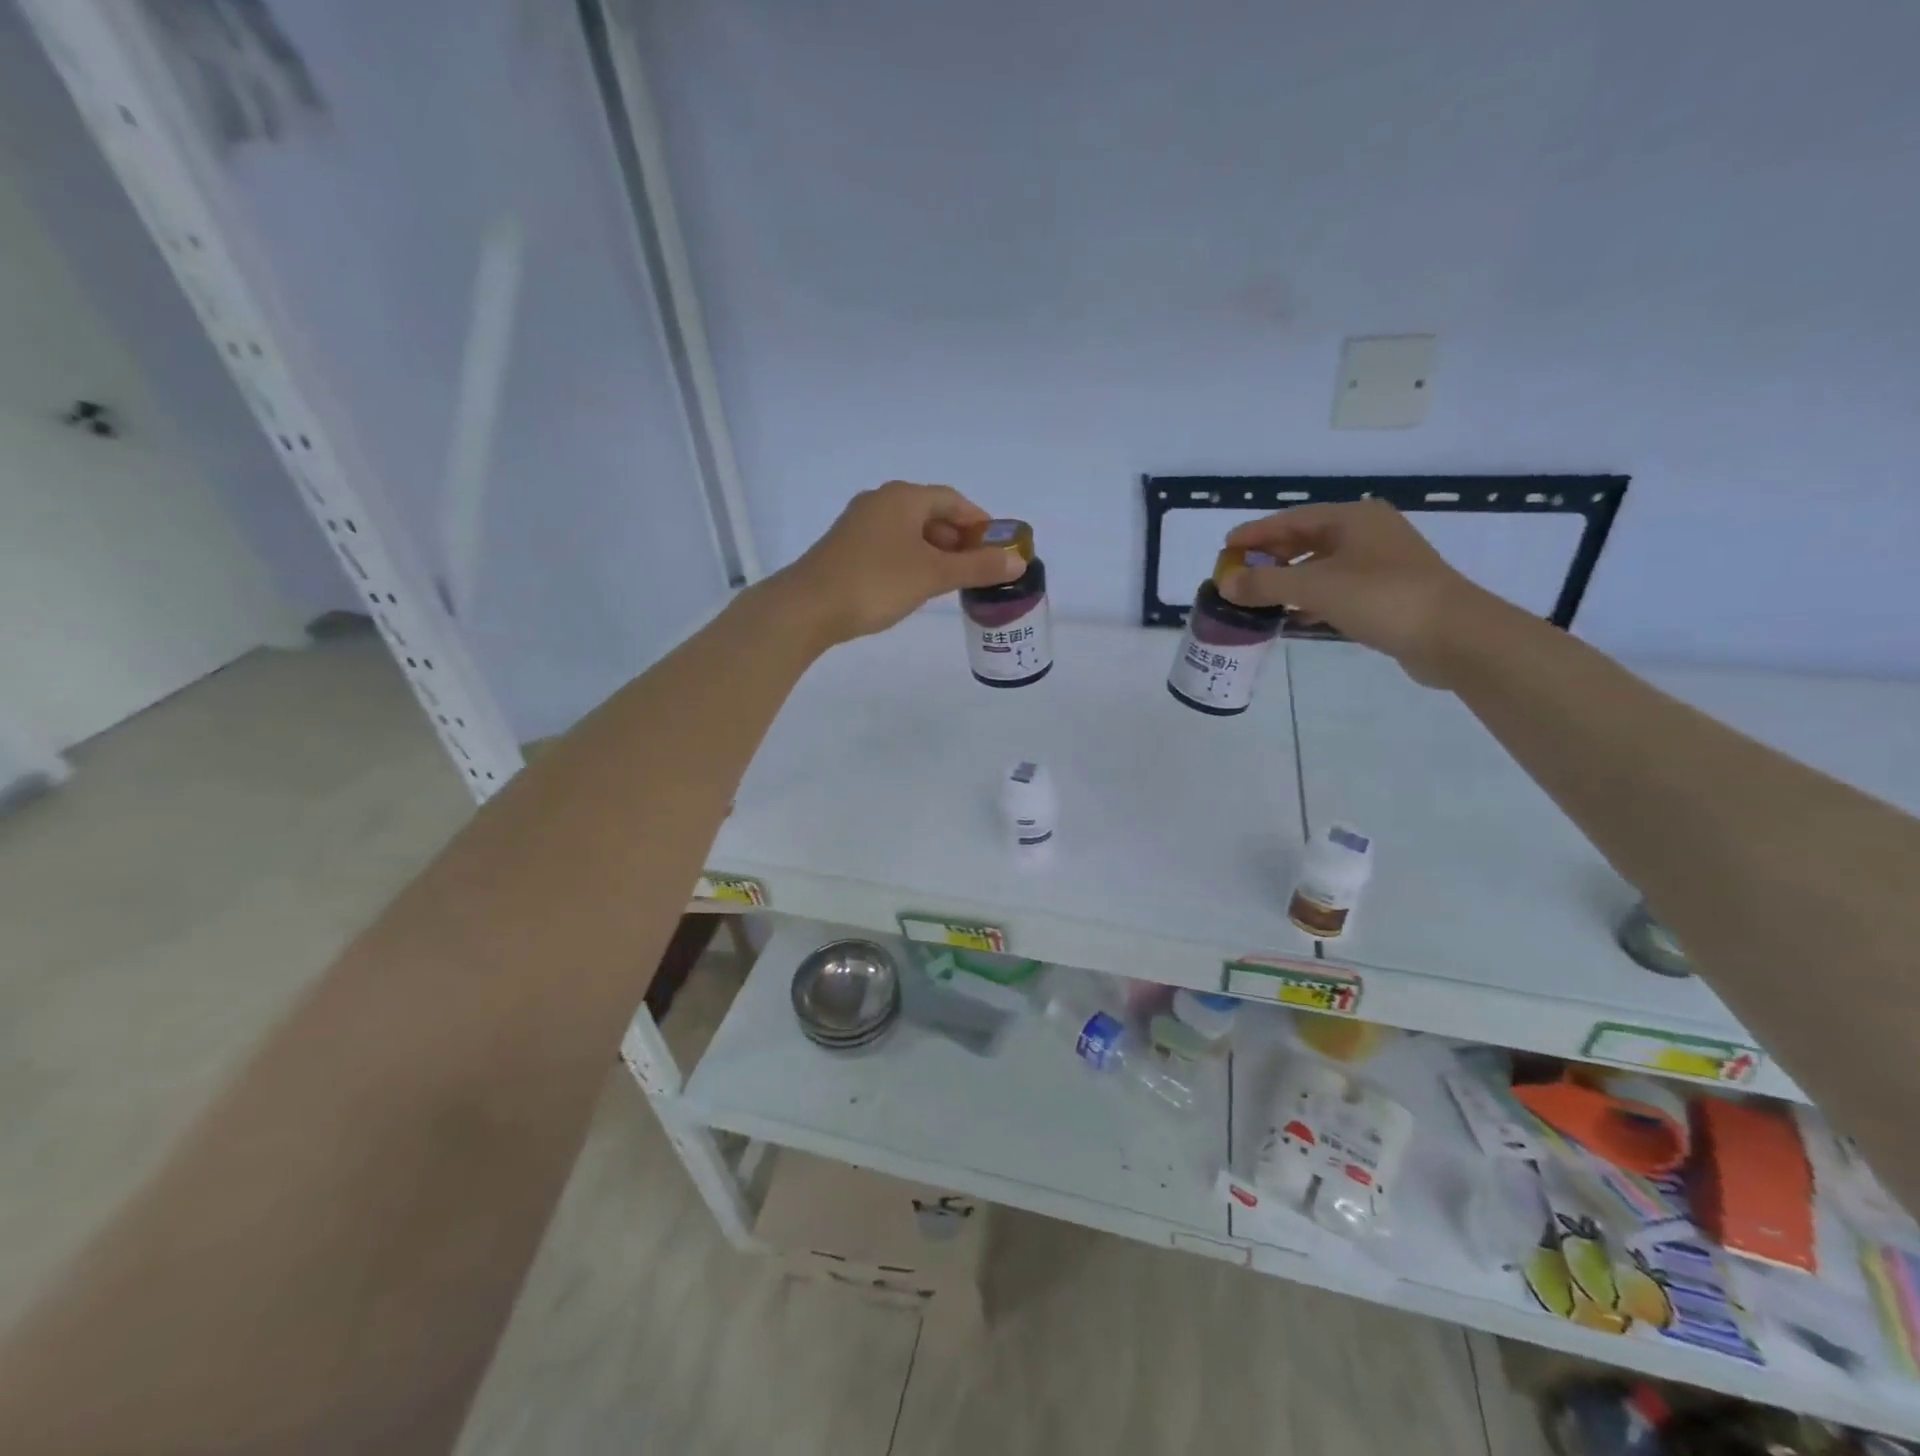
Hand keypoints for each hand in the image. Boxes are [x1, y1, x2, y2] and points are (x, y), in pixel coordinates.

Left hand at [770, 481, 1026, 646]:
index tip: (997, 547)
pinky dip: (911, 559)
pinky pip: (890, 546)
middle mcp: (880, 502)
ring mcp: (859, 524)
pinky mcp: (846, 548)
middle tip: (978, 567)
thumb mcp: (933, 575)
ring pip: (909, 532)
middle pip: (930, 514)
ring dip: (935, 551)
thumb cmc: (876, 582)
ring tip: (951, 580)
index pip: (952, 500)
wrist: (808, 607)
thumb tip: (1018, 561)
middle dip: (958, 538)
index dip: (979, 521)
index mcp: (903, 498)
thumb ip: (977, 567)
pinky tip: (916, 585)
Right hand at [1221, 499, 1516, 685]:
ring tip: (1257, 598)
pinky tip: (1293, 617)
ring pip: (1321, 566)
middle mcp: (1367, 533)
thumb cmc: (1381, 597)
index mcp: (1353, 519)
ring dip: (1288, 581)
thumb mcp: (1314, 587)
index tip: (1224, 548)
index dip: (1255, 533)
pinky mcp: (1387, 593)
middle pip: (1305, 540)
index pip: (1291, 519)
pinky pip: (1336, 589)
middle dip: (1269, 558)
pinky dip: (1310, 599)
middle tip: (1237, 576)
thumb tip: (1225, 584)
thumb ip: (1265, 584)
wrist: (1453, 635)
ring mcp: (1380, 564)